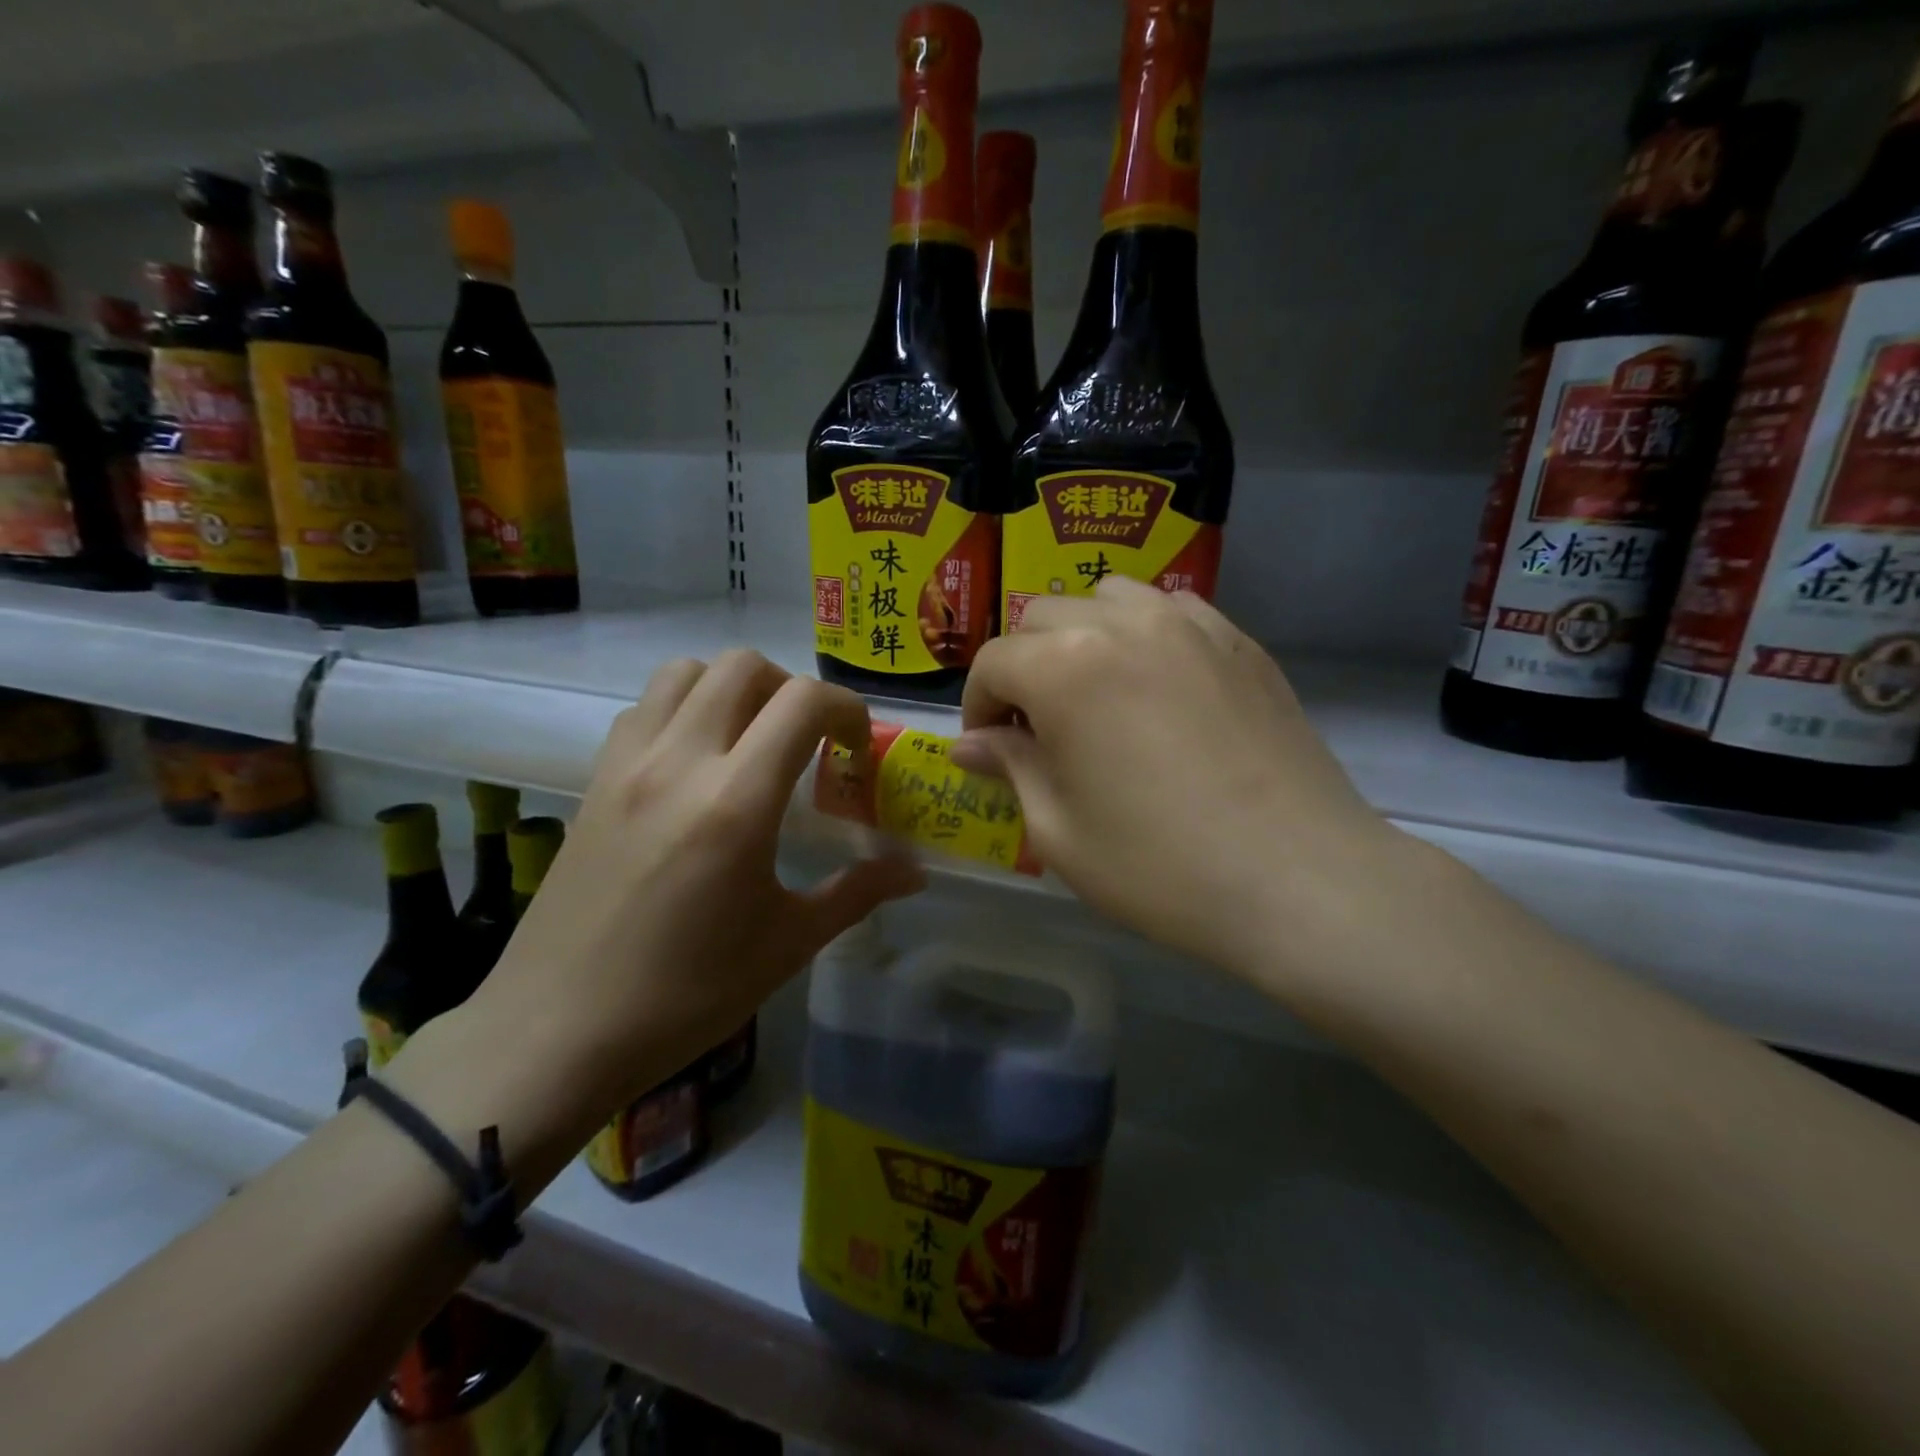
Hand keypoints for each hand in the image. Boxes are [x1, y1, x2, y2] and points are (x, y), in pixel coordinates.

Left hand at [428, 653, 921, 1155]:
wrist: (556, 1031)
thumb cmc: (686, 994)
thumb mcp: (787, 943)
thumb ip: (857, 892)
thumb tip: (915, 870)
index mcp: (736, 802)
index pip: (803, 702)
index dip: (846, 709)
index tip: (856, 749)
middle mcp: (679, 762)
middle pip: (743, 666)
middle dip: (792, 689)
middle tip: (807, 741)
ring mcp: (627, 765)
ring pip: (685, 672)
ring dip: (732, 688)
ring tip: (751, 740)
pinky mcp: (593, 781)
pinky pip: (643, 709)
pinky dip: (682, 710)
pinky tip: (695, 766)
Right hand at [954, 578, 1400, 980]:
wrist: (1300, 880)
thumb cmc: (1160, 866)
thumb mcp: (1059, 831)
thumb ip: (1010, 768)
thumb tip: (970, 744)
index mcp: (1066, 667)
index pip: (994, 662)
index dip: (978, 705)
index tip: (989, 749)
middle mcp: (1123, 624)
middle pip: (1043, 618)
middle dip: (1023, 668)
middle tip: (1037, 729)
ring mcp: (1190, 625)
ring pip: (1107, 599)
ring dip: (1080, 637)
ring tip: (1094, 695)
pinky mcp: (1239, 642)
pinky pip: (1170, 611)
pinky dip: (1142, 634)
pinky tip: (1156, 687)